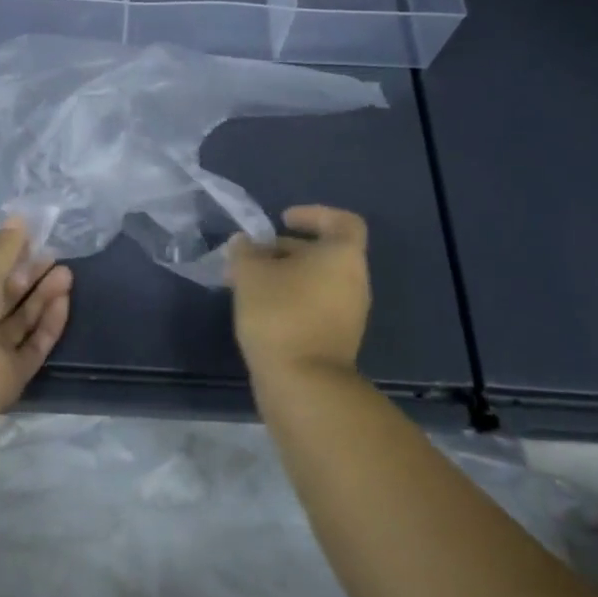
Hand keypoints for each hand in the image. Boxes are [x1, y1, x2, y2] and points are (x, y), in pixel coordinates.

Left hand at [0, 220, 73, 416]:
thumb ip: (4, 249)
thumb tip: (19, 219)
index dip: (8, 260)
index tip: (33, 242)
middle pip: (6, 299)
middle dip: (30, 277)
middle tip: (56, 257)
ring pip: (22, 321)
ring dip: (43, 298)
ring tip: (67, 274)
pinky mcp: (11, 374)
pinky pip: (33, 345)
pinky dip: (48, 325)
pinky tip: (64, 302)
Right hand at [227, 205, 370, 379]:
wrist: (303, 382)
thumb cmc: (280, 313)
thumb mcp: (250, 274)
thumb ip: (245, 251)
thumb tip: (244, 243)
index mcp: (342, 256)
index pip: (341, 221)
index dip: (313, 214)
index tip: (282, 220)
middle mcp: (353, 281)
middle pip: (323, 253)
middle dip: (285, 250)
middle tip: (250, 255)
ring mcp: (348, 313)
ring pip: (315, 281)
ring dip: (283, 276)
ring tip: (245, 283)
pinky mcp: (336, 339)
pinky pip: (314, 305)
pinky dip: (289, 299)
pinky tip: (258, 308)